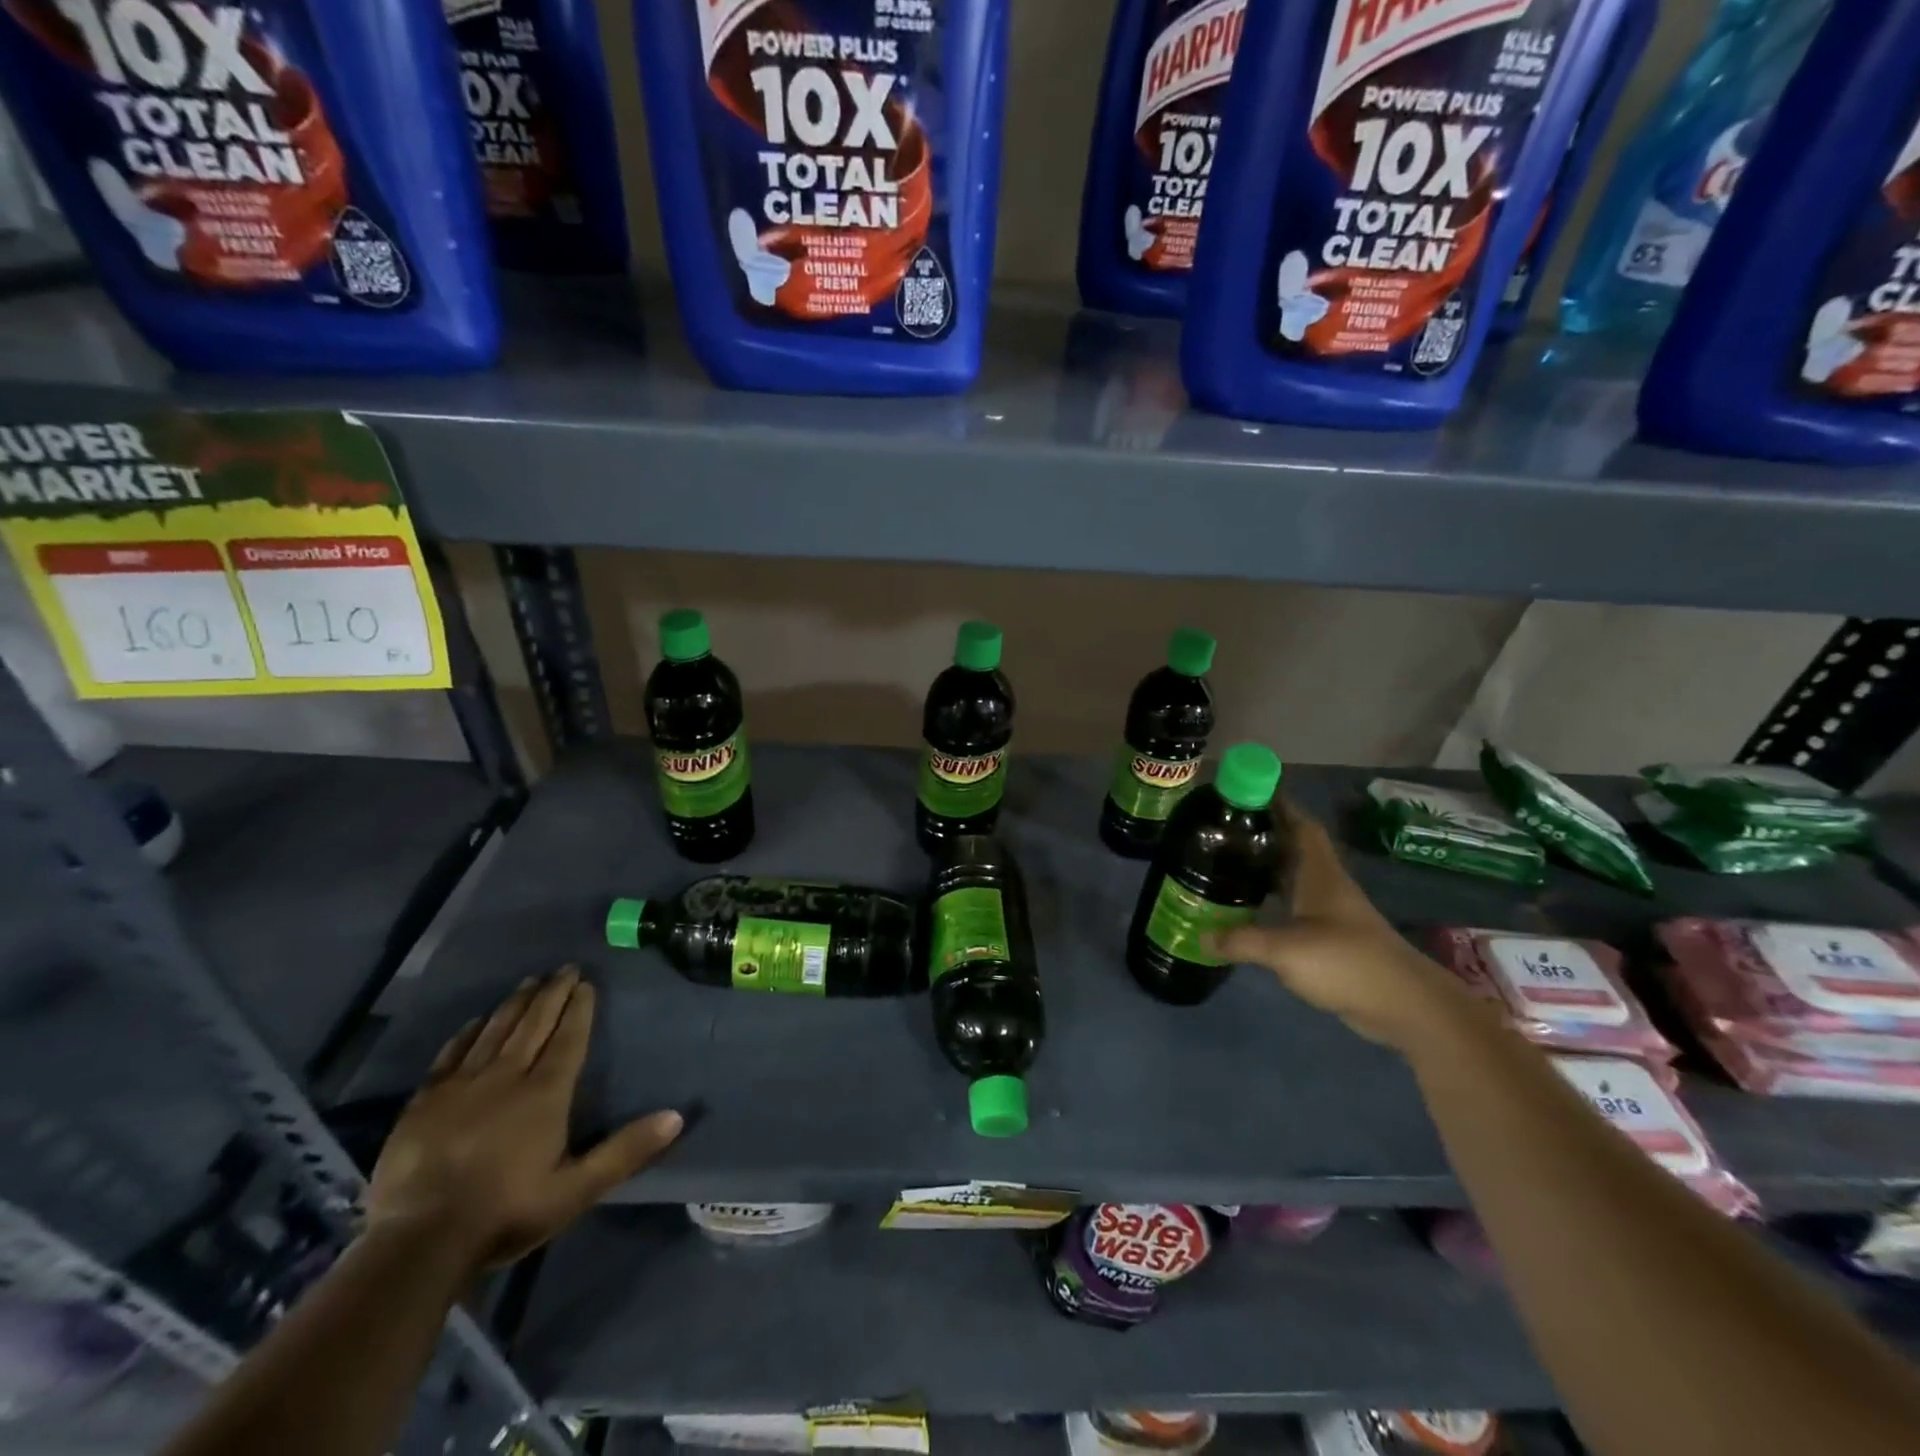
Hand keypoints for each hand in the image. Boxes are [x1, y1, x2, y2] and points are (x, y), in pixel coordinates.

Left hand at [365, 968, 682, 1271]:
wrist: (417, 1245)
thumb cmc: (506, 1213)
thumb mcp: (577, 1190)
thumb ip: (625, 1151)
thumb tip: (676, 1117)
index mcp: (545, 1094)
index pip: (568, 1039)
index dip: (579, 1009)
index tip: (586, 983)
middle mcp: (506, 1077)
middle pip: (533, 1025)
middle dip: (552, 994)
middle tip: (564, 968)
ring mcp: (461, 1086)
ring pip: (495, 1031)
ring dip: (515, 1004)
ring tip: (529, 981)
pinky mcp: (424, 1102)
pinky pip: (451, 1054)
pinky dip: (467, 1032)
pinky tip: (476, 1020)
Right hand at [1211, 803, 1477, 1051]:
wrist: (1405, 1006)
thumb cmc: (1347, 961)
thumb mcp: (1285, 949)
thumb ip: (1241, 941)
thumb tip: (1201, 938)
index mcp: (1320, 874)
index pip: (1301, 826)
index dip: (1280, 805)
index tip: (1248, 791)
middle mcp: (1326, 886)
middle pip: (1294, 849)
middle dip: (1263, 835)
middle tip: (1224, 828)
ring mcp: (1331, 914)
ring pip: (1293, 879)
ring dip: (1267, 869)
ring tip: (1228, 863)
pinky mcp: (1331, 939)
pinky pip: (1295, 908)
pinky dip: (1272, 902)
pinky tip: (1249, 909)